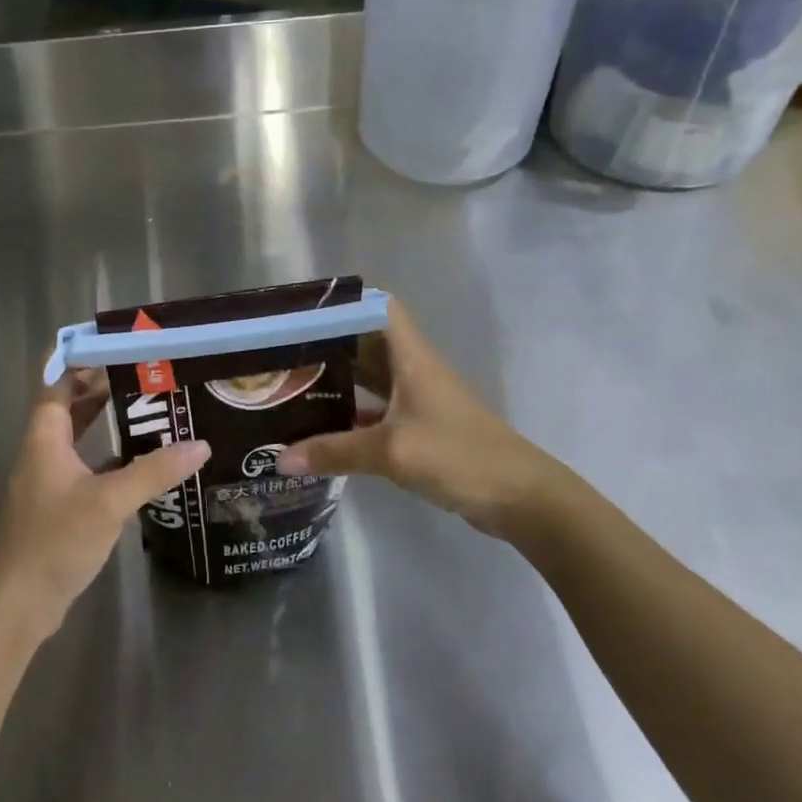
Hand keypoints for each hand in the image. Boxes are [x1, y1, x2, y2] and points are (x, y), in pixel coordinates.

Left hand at [0, 370, 208, 641]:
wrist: (17, 604)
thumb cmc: (55, 540)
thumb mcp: (109, 502)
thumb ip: (153, 472)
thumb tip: (200, 445)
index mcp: (45, 436)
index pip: (58, 381)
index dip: (82, 358)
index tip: (118, 344)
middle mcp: (43, 451)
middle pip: (70, 405)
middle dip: (102, 386)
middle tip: (145, 374)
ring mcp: (48, 480)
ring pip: (78, 437)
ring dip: (105, 421)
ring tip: (148, 409)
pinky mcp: (57, 506)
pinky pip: (84, 466)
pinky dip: (107, 457)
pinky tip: (139, 462)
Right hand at [275, 300, 578, 538]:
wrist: (522, 499)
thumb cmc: (459, 456)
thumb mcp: (391, 452)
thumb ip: (335, 452)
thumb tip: (279, 459)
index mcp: (411, 357)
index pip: (379, 308)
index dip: (345, 303)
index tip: (303, 311)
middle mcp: (413, 370)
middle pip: (367, 342)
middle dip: (329, 344)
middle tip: (282, 351)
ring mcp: (418, 400)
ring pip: (371, 378)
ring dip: (339, 380)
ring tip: (293, 384)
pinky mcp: (421, 428)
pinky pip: (378, 410)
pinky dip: (353, 414)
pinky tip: (324, 428)